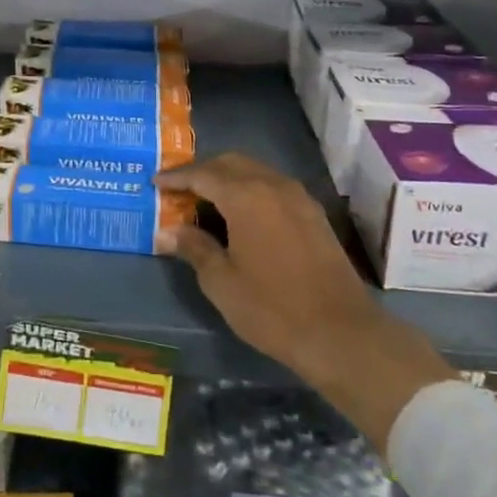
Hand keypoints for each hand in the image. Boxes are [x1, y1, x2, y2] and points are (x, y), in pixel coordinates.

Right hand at [155, 153, 451, 451]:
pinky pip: (273, 186)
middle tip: (178, 189)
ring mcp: (298, 197)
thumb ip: (193, 248)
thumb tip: (167, 232)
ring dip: (227, 178)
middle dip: (202, 171)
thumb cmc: (273, 309)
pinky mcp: (313, 214)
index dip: (176, 177)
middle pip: (230, 162)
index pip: (202, 174)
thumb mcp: (222, 282)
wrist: (342, 334)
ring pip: (254, 171)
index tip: (155, 183)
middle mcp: (272, 185)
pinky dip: (250, 189)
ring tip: (205, 201)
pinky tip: (240, 215)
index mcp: (246, 196)